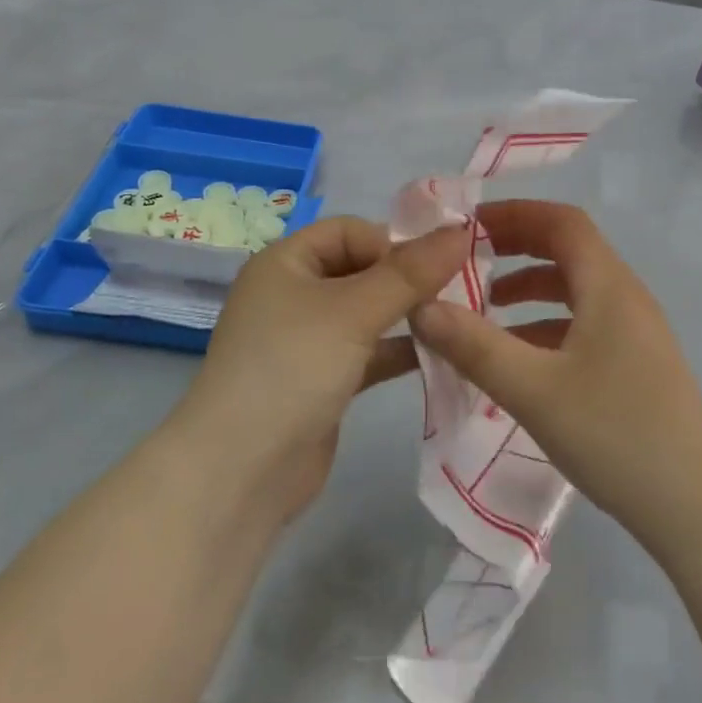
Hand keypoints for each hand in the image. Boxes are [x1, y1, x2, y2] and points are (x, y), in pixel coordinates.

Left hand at [176, 216, 470, 520]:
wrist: (240, 472)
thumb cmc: (292, 368)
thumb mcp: (354, 312)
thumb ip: (410, 273)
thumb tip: (461, 230)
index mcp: (286, 262)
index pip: (349, 232)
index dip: (393, 241)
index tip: (438, 264)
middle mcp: (293, 294)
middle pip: (361, 269)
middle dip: (407, 279)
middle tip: (460, 291)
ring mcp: (306, 340)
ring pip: (367, 313)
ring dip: (407, 315)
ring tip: (458, 321)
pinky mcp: (321, 381)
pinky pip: (367, 352)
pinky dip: (397, 350)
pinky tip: (439, 356)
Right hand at [409, 200, 701, 548]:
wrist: (698, 506)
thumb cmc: (616, 434)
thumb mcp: (533, 390)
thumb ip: (474, 346)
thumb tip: (421, 308)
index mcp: (608, 287)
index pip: (561, 222)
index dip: (514, 213)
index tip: (467, 225)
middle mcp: (625, 297)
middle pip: (568, 250)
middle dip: (516, 247)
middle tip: (467, 259)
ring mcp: (635, 332)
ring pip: (575, 290)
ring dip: (529, 288)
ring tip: (484, 308)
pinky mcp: (636, 364)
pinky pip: (584, 325)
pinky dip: (546, 325)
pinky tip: (518, 359)